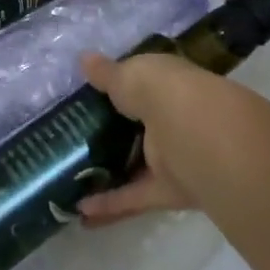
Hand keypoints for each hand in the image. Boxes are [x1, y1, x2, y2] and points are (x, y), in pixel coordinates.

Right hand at [74, 51, 205, 225]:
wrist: (198, 136)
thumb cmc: (162, 92)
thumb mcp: (128, 75)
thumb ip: (106, 74)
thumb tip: (84, 59)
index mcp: (166, 85)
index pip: (143, 85)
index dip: (118, 88)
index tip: (87, 96)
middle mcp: (171, 119)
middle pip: (137, 128)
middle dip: (110, 133)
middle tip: (73, 138)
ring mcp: (171, 157)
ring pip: (136, 165)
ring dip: (108, 173)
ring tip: (70, 178)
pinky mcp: (167, 190)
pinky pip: (135, 197)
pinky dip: (110, 205)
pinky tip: (81, 211)